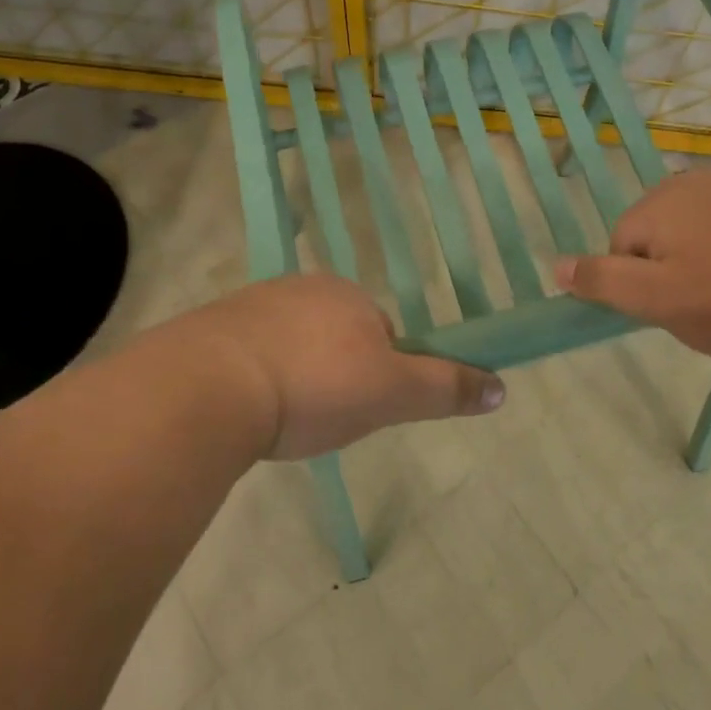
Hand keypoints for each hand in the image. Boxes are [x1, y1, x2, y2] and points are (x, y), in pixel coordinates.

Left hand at [166, 275, 505, 460]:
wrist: (208, 388)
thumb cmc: (314, 385)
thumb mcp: (392, 393)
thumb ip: (446, 388)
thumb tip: (502, 387)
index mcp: (346, 295)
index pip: (380, 332)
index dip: (379, 373)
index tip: (361, 406)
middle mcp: (299, 288)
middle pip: (333, 337)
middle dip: (333, 375)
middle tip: (321, 418)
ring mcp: (249, 306)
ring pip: (289, 345)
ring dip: (292, 377)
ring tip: (281, 420)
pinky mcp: (208, 331)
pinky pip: (246, 355)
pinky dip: (252, 379)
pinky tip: (244, 410)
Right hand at [554, 169, 710, 363]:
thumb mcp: (659, 302)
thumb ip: (603, 281)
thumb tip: (556, 266)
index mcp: (658, 203)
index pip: (624, 246)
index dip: (644, 283)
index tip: (677, 307)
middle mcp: (694, 179)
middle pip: (665, 229)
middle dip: (677, 262)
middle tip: (710, 301)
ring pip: (707, 221)